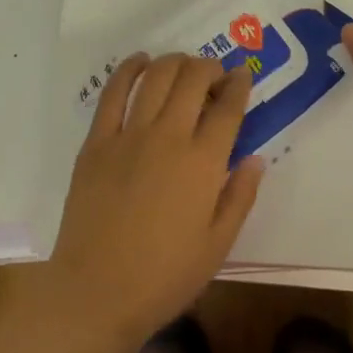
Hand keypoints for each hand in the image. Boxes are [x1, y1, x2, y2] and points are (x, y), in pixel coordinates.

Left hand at [33, 54, 263, 352]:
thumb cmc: (165, 276)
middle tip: (214, 74)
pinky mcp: (97, 141)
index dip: (239, 84)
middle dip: (209, 67)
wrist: (98, 292)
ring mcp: (129, 135)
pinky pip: (113, 92)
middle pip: (193, 79)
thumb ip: (240, 196)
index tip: (243, 75)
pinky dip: (129, 69)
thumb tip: (255, 158)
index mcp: (203, 163)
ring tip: (182, 65)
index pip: (228, 107)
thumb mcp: (218, 245)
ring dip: (175, 62)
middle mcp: (169, 137)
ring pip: (157, 76)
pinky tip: (140, 61)